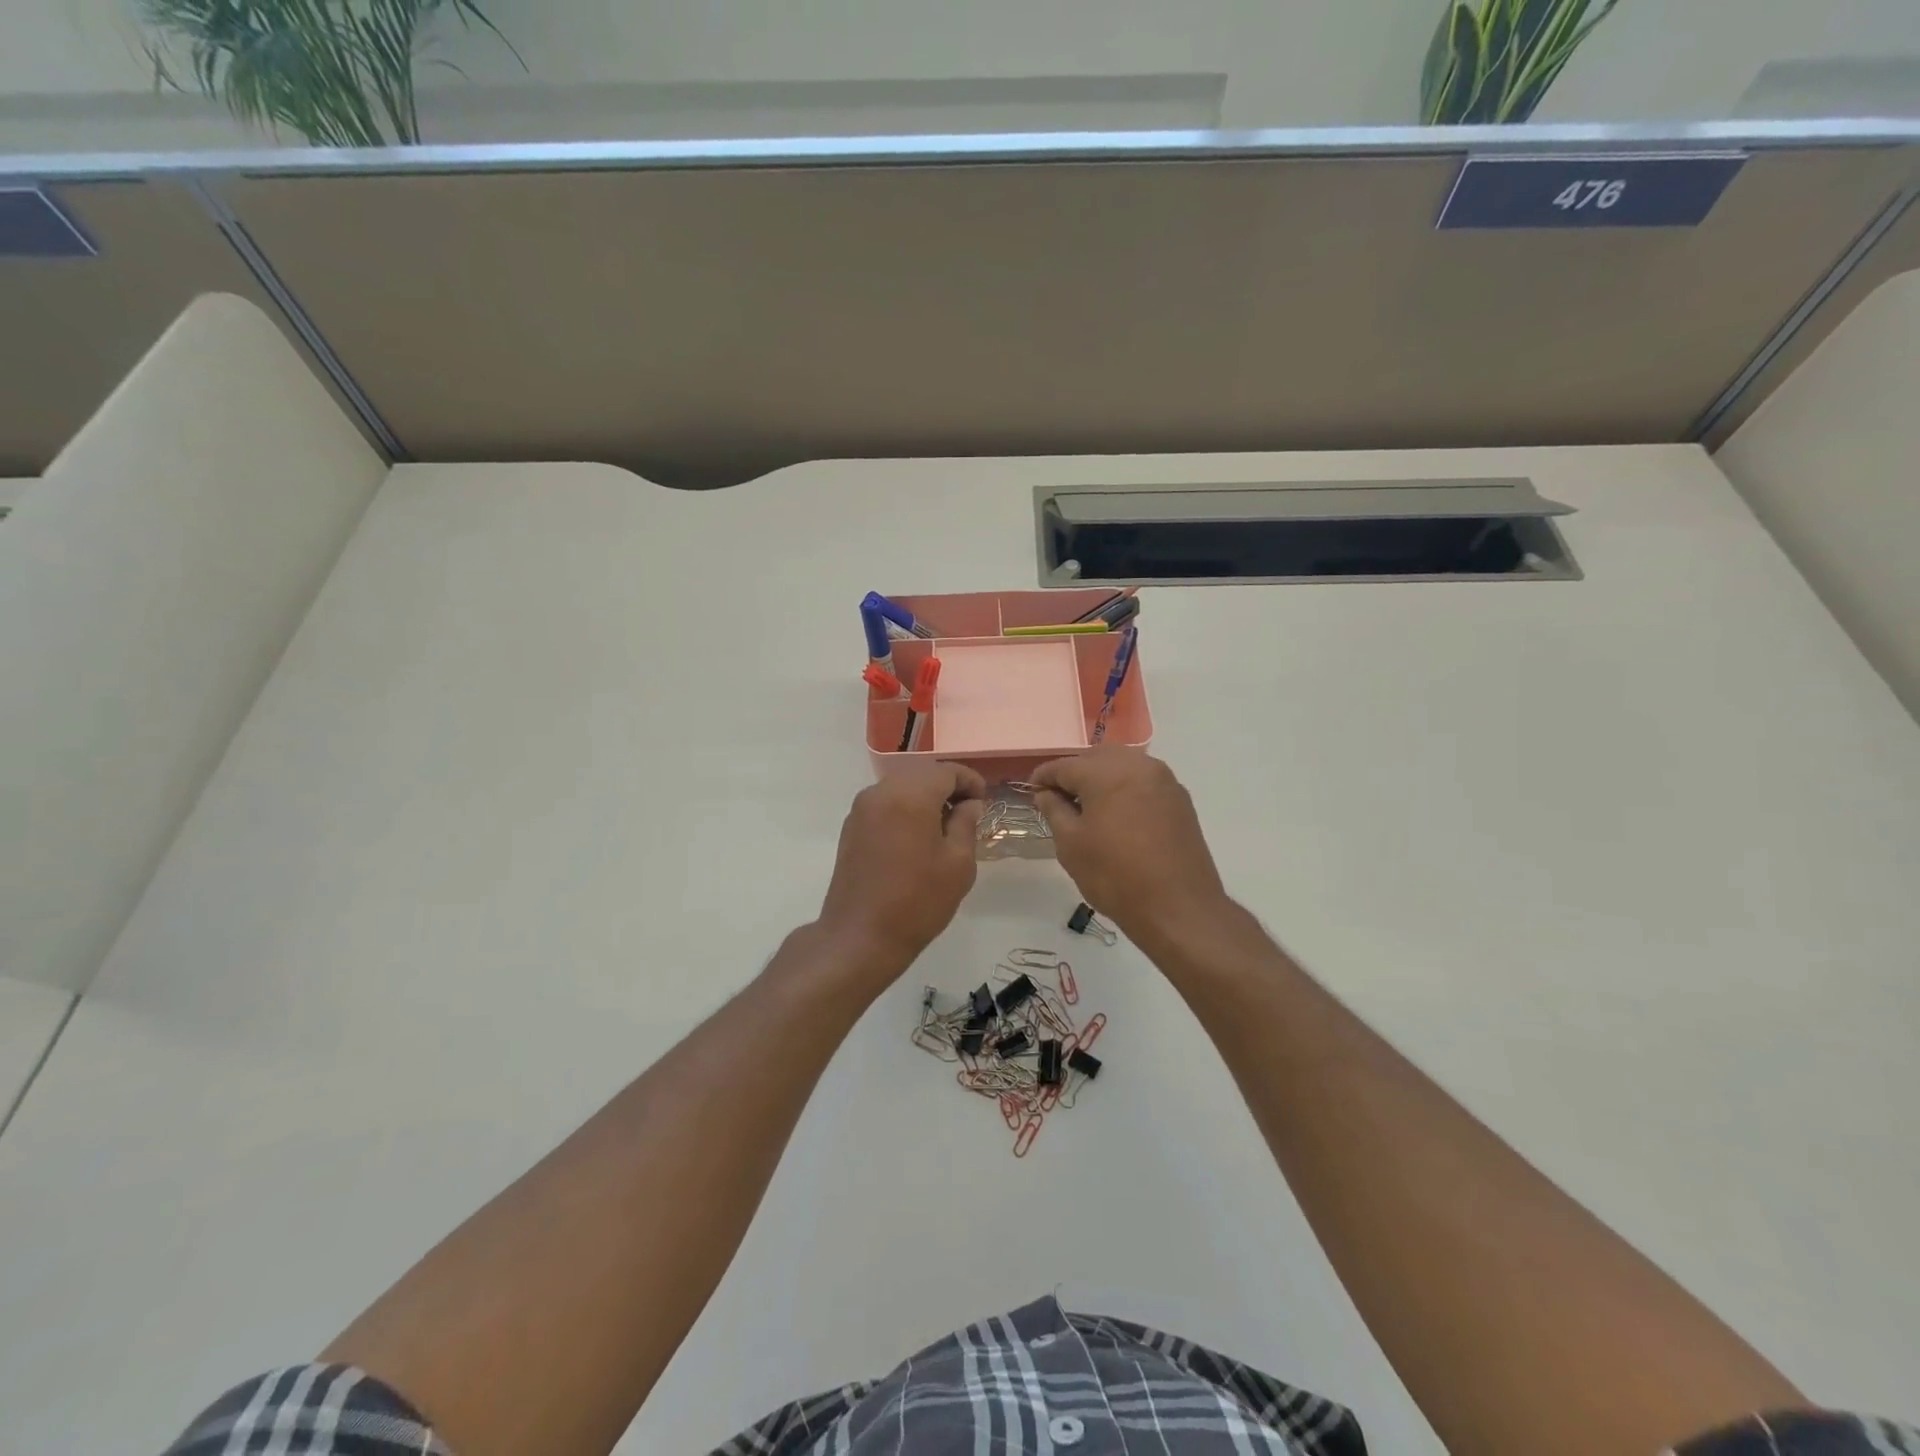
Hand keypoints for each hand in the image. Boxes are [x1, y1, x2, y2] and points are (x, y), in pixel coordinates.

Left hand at [815, 760, 986, 976]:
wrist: (860, 937)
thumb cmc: (917, 901)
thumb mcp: (958, 864)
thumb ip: (966, 824)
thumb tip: (969, 804)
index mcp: (910, 795)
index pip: (947, 771)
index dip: (970, 781)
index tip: (984, 801)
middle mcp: (881, 792)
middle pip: (922, 774)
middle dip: (948, 787)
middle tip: (968, 812)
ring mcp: (861, 809)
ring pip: (901, 787)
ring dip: (925, 797)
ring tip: (945, 827)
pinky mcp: (851, 827)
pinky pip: (885, 804)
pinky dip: (905, 808)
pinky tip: (917, 837)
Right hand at [1032, 747, 1230, 949]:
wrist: (1178, 908)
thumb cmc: (1115, 876)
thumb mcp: (1071, 844)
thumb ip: (1054, 810)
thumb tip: (1045, 793)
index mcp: (1106, 772)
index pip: (1064, 765)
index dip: (1043, 777)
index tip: (1031, 791)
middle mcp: (1138, 765)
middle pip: (1095, 758)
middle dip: (1074, 774)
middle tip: (1057, 799)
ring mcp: (1164, 780)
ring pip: (1122, 766)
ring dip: (1101, 779)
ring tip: (1087, 808)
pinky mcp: (1180, 798)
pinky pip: (1143, 781)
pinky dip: (1125, 789)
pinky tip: (1116, 815)